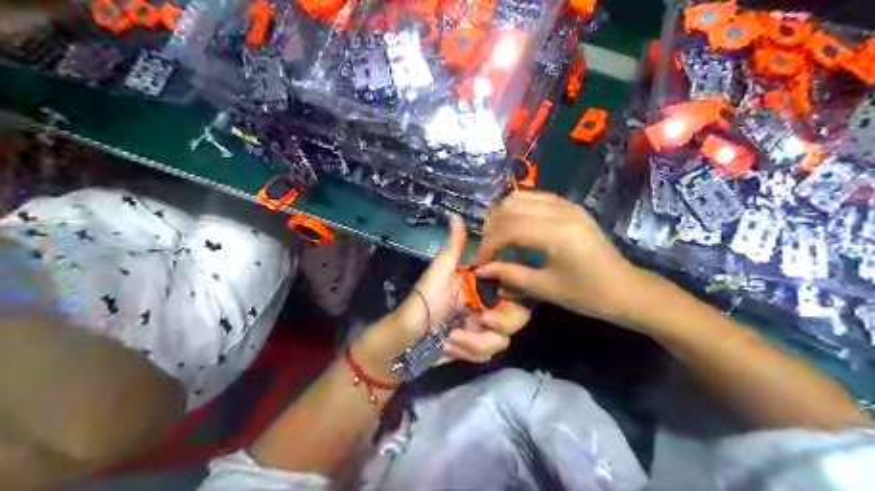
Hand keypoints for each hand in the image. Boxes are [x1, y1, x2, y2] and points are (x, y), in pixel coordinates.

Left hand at [359, 217, 528, 368]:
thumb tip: (455, 215)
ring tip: (451, 336)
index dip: (515, 293)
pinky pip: (488, 354)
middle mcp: (489, 306)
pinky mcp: (477, 349)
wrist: (407, 338)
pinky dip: (468, 351)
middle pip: (518, 318)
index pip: (516, 287)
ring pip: (503, 340)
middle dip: (498, 323)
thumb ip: (454, 247)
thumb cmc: (424, 301)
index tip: (500, 293)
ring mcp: (484, 330)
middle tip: (478, 321)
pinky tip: (450, 345)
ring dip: (474, 341)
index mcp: (483, 285)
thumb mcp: (440, 272)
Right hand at [473, 192, 640, 325]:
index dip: (488, 245)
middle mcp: (561, 211)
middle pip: (511, 207)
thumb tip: (481, 270)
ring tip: (498, 238)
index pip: (509, 229)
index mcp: (556, 233)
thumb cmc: (587, 294)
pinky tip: (517, 229)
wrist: (625, 289)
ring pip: (521, 197)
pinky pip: (536, 198)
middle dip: (492, 228)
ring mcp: (567, 205)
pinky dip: (519, 210)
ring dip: (503, 215)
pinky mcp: (571, 207)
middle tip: (486, 250)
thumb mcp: (545, 288)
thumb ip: (509, 274)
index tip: (477, 262)